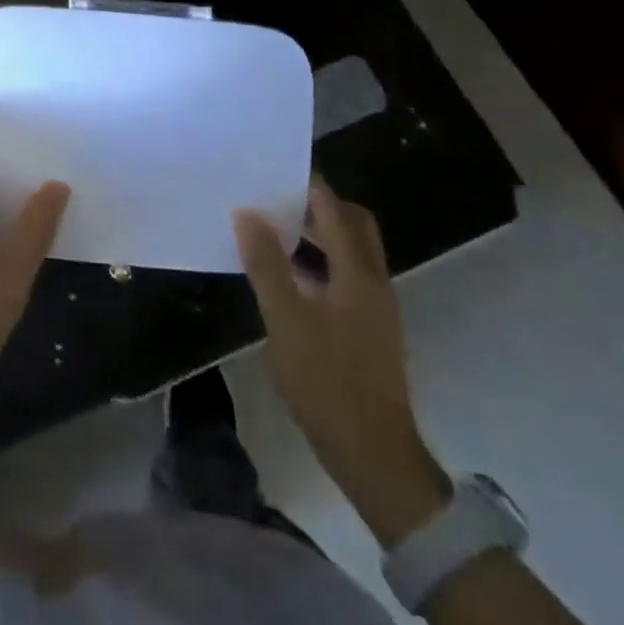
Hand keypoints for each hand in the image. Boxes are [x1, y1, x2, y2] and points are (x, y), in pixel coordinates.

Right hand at [234, 177, 450, 545]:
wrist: (374, 456)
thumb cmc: (327, 382)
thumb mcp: (285, 320)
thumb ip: (266, 264)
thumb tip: (247, 213)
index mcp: (358, 273)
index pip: (335, 209)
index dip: (308, 185)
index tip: (274, 168)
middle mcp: (374, 282)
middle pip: (353, 225)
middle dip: (318, 206)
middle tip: (274, 200)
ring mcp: (376, 307)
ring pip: (351, 251)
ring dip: (318, 234)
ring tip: (273, 232)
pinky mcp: (370, 329)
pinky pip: (346, 276)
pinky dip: (321, 263)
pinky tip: (289, 278)